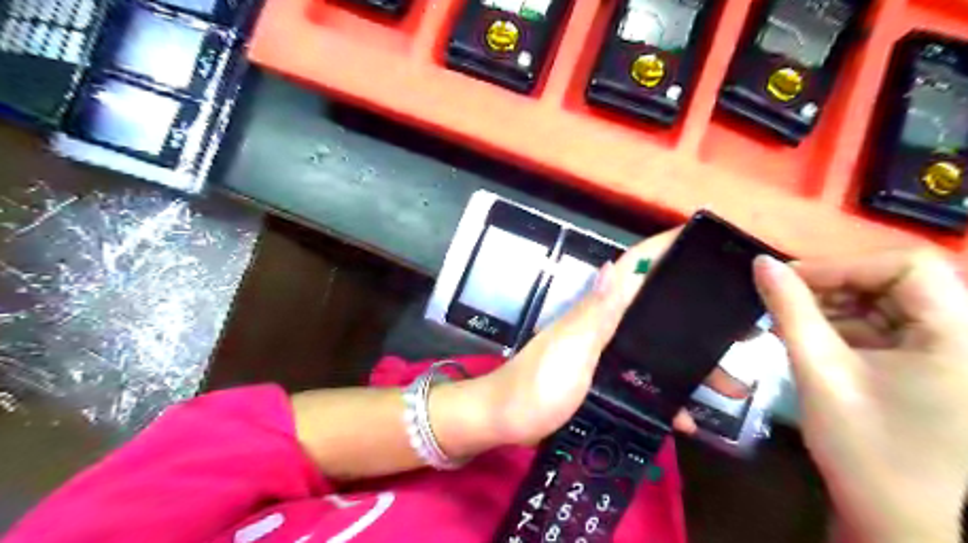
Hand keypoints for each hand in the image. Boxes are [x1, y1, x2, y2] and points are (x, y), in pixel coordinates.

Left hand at [476, 226, 746, 447]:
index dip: (662, 250)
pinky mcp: (601, 380)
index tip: (702, 241)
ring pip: (654, 347)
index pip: (632, 269)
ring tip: (733, 382)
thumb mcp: (570, 349)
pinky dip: (665, 394)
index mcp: (595, 311)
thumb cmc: (537, 386)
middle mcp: (602, 325)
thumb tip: (614, 263)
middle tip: (742, 329)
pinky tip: (687, 416)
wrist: (505, 423)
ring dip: (690, 362)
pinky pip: (642, 379)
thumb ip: (595, 312)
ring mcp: (602, 353)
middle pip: (653, 308)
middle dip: (695, 313)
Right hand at [755, 247, 967, 542]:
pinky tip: (809, 340)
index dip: (844, 265)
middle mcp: (962, 338)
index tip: (789, 281)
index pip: (908, 266)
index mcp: (957, 336)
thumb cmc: (866, 449)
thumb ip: (789, 311)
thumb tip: (761, 263)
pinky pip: (883, 332)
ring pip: (886, 306)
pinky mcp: (927, 371)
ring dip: (834, 308)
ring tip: (789, 322)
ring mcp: (947, 356)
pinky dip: (842, 329)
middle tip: (782, 300)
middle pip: (897, 283)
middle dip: (834, 287)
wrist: (901, 525)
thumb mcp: (820, 371)